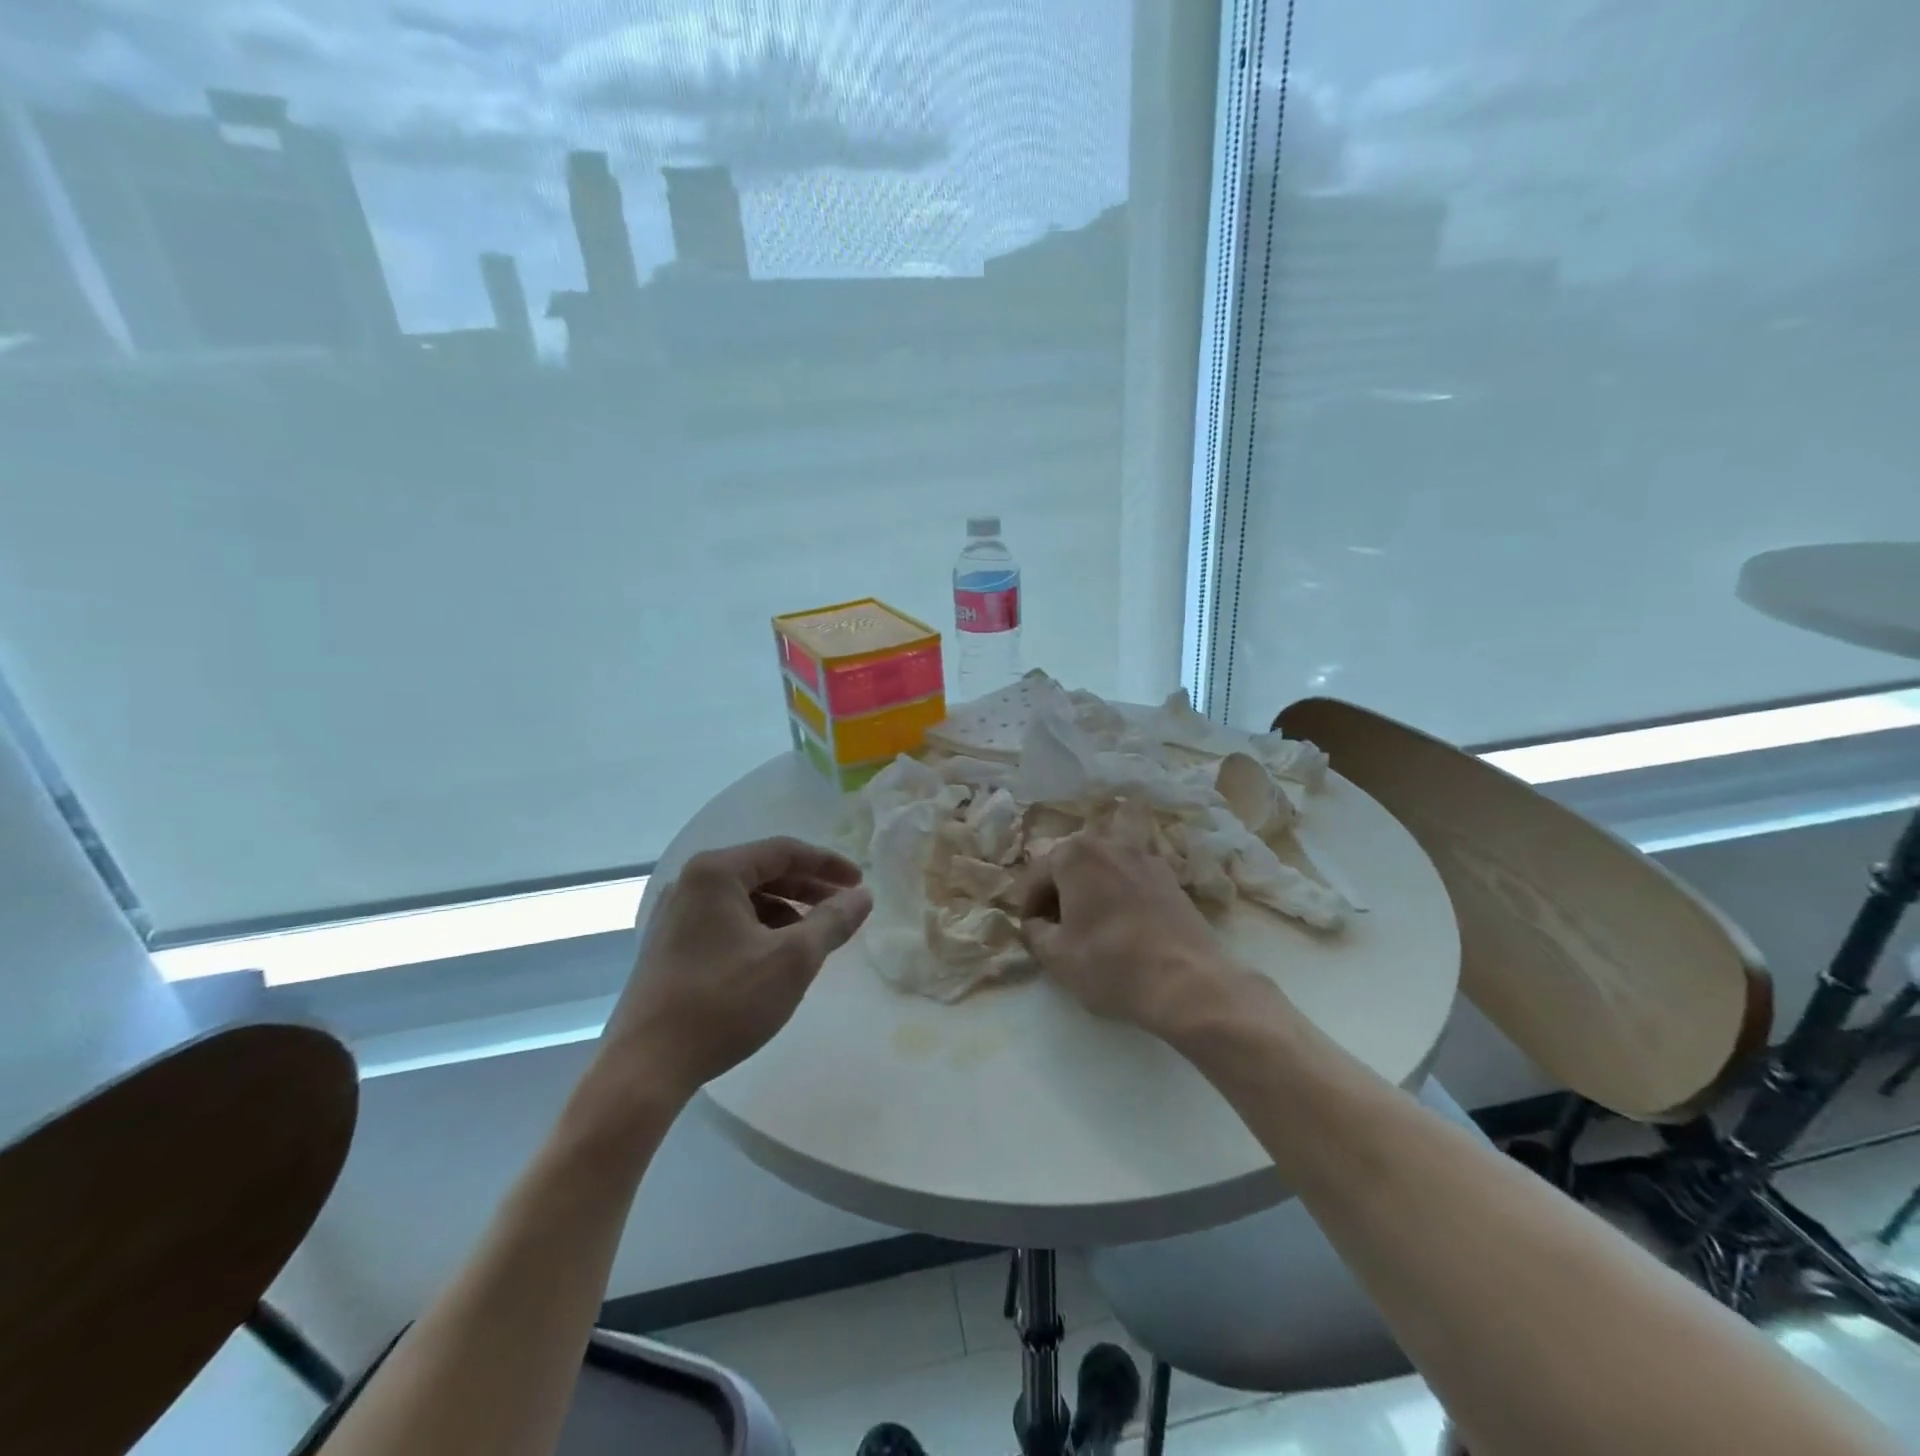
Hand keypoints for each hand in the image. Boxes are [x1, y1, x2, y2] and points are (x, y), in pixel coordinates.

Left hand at [596, 837, 872, 1105]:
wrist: (645, 1068)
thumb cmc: (724, 1003)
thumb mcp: (793, 960)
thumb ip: (833, 921)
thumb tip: (864, 896)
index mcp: (715, 873)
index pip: (784, 851)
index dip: (828, 864)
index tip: (860, 883)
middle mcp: (690, 883)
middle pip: (763, 871)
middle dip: (808, 888)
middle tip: (843, 908)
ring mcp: (675, 915)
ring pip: (745, 899)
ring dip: (786, 911)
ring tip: (814, 938)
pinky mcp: (669, 946)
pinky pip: (726, 921)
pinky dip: (759, 929)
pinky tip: (776, 958)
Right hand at [1018, 825, 1248, 1038]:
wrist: (1187, 983)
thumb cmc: (1110, 964)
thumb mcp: (1055, 956)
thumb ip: (1034, 932)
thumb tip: (1036, 923)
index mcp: (1075, 854)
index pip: (1036, 874)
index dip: (1026, 904)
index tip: (1029, 931)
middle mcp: (1110, 844)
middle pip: (1071, 864)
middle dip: (1058, 892)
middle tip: (1055, 928)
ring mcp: (1146, 858)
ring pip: (1104, 870)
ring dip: (1091, 891)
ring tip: (1089, 925)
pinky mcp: (1171, 880)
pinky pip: (1132, 881)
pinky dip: (1120, 896)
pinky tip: (1122, 926)